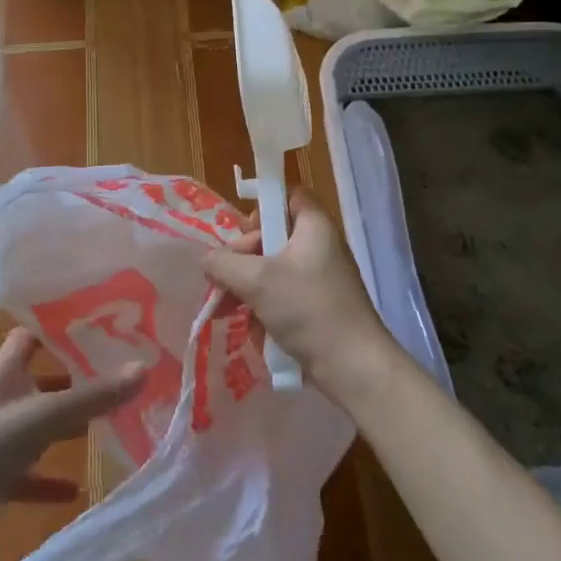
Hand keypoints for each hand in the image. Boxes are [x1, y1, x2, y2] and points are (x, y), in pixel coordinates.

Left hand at [0, 330, 144, 560]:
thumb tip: (144, 368)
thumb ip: (93, 396)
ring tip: (105, 424)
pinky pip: (28, 471)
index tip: (95, 324)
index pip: (29, 335)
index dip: (57, 327)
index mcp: (4, 371)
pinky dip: (48, 478)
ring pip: (37, 423)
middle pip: (39, 379)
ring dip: (64, 427)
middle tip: (113, 374)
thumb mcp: (46, 416)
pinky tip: (76, 489)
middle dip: (72, 379)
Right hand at [202, 187, 404, 404]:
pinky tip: (253, 329)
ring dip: (246, 288)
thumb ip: (224, 263)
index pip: (288, 194)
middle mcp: (319, 246)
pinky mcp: (316, 307)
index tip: (242, 229)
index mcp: (314, 226)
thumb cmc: (308, 309)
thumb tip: (208, 261)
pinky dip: (264, 309)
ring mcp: (318, 279)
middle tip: (224, 279)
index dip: (262, 204)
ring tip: (225, 311)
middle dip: (242, 258)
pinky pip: (282, 297)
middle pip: (271, 236)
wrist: (353, 367)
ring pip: (272, 270)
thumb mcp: (257, 280)